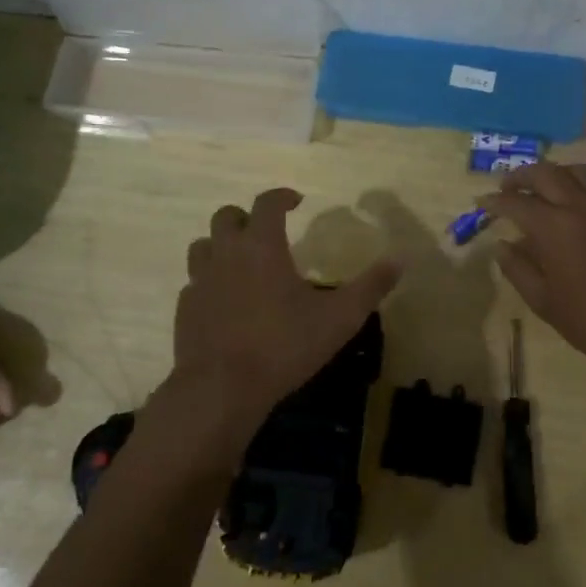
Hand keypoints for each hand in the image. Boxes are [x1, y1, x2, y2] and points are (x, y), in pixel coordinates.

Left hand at [174, 188, 399, 439]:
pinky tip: (226, 301)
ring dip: (222, 245)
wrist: (221, 390)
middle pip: (227, 217)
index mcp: (262, 246)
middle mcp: (226, 254)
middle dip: (247, 217)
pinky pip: (195, 283)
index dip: (282, 196)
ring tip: (242, 262)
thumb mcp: (339, 318)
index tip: (297, 201)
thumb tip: (399, 261)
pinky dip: (210, 282)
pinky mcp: (185, 309)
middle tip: (267, 231)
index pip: (267, 203)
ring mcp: (200, 281)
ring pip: (203, 246)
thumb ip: (370, 287)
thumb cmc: (283, 346)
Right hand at [484, 164, 585, 400]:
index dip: (495, 201)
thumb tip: (502, 245)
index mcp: (553, 227)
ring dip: (558, 175)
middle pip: (546, 173)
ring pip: (580, 172)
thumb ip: (518, 269)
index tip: (483, 202)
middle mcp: (581, 205)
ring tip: (548, 187)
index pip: (515, 202)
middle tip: (510, 185)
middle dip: (522, 176)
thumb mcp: (544, 302)